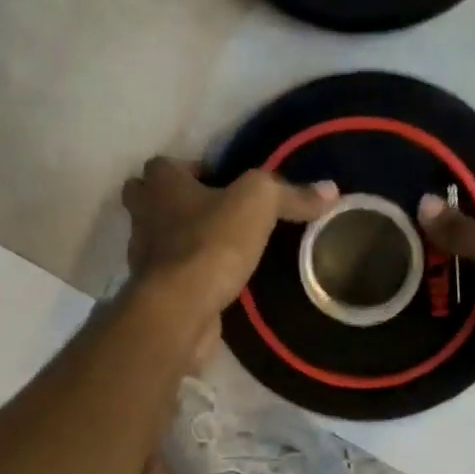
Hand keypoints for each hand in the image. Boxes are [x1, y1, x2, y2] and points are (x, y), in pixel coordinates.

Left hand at [125, 158, 336, 315]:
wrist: (182, 308)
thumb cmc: (212, 243)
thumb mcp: (259, 204)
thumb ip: (291, 194)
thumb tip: (330, 190)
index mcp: (160, 184)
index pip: (164, 165)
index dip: (190, 169)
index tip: (220, 183)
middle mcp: (143, 217)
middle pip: (149, 200)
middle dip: (173, 203)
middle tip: (212, 213)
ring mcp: (143, 258)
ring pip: (158, 240)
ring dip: (181, 242)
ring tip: (220, 250)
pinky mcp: (155, 293)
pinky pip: (172, 276)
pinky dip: (189, 277)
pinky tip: (217, 283)